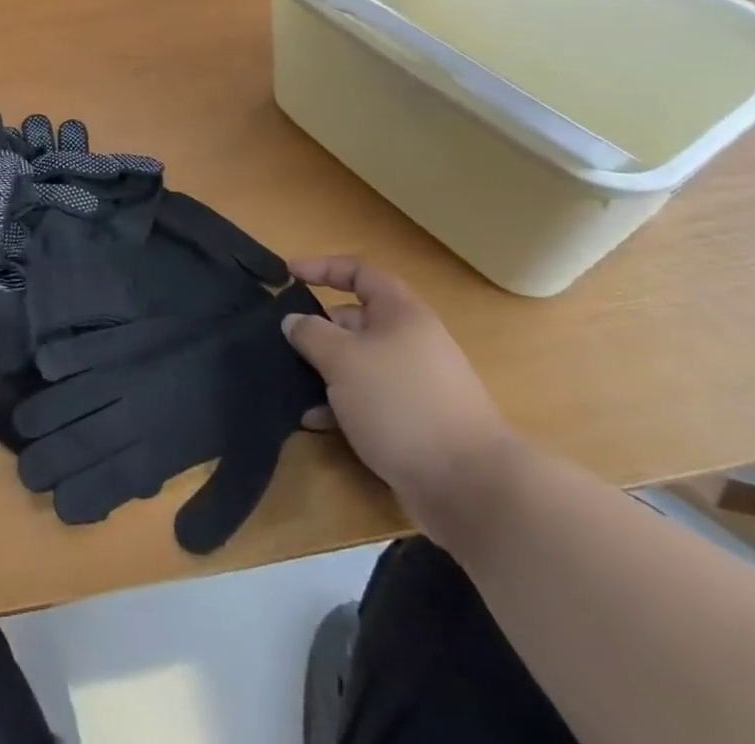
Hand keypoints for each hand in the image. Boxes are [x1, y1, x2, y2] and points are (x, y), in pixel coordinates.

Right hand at [282, 258, 517, 543]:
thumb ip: (311, 333)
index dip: (322, 267)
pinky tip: (315, 422)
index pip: (359, 272)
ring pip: (359, 364)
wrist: (470, 486)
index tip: (289, 274)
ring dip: (325, 372)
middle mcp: (411, 341)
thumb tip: (294, 320)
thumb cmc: (401, 403)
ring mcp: (415, 383)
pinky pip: (369, 400)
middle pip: (356, 321)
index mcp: (401, 313)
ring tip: (291, 386)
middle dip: (318, 329)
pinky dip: (341, 405)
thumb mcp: (343, 359)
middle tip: (283, 342)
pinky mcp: (415, 421)